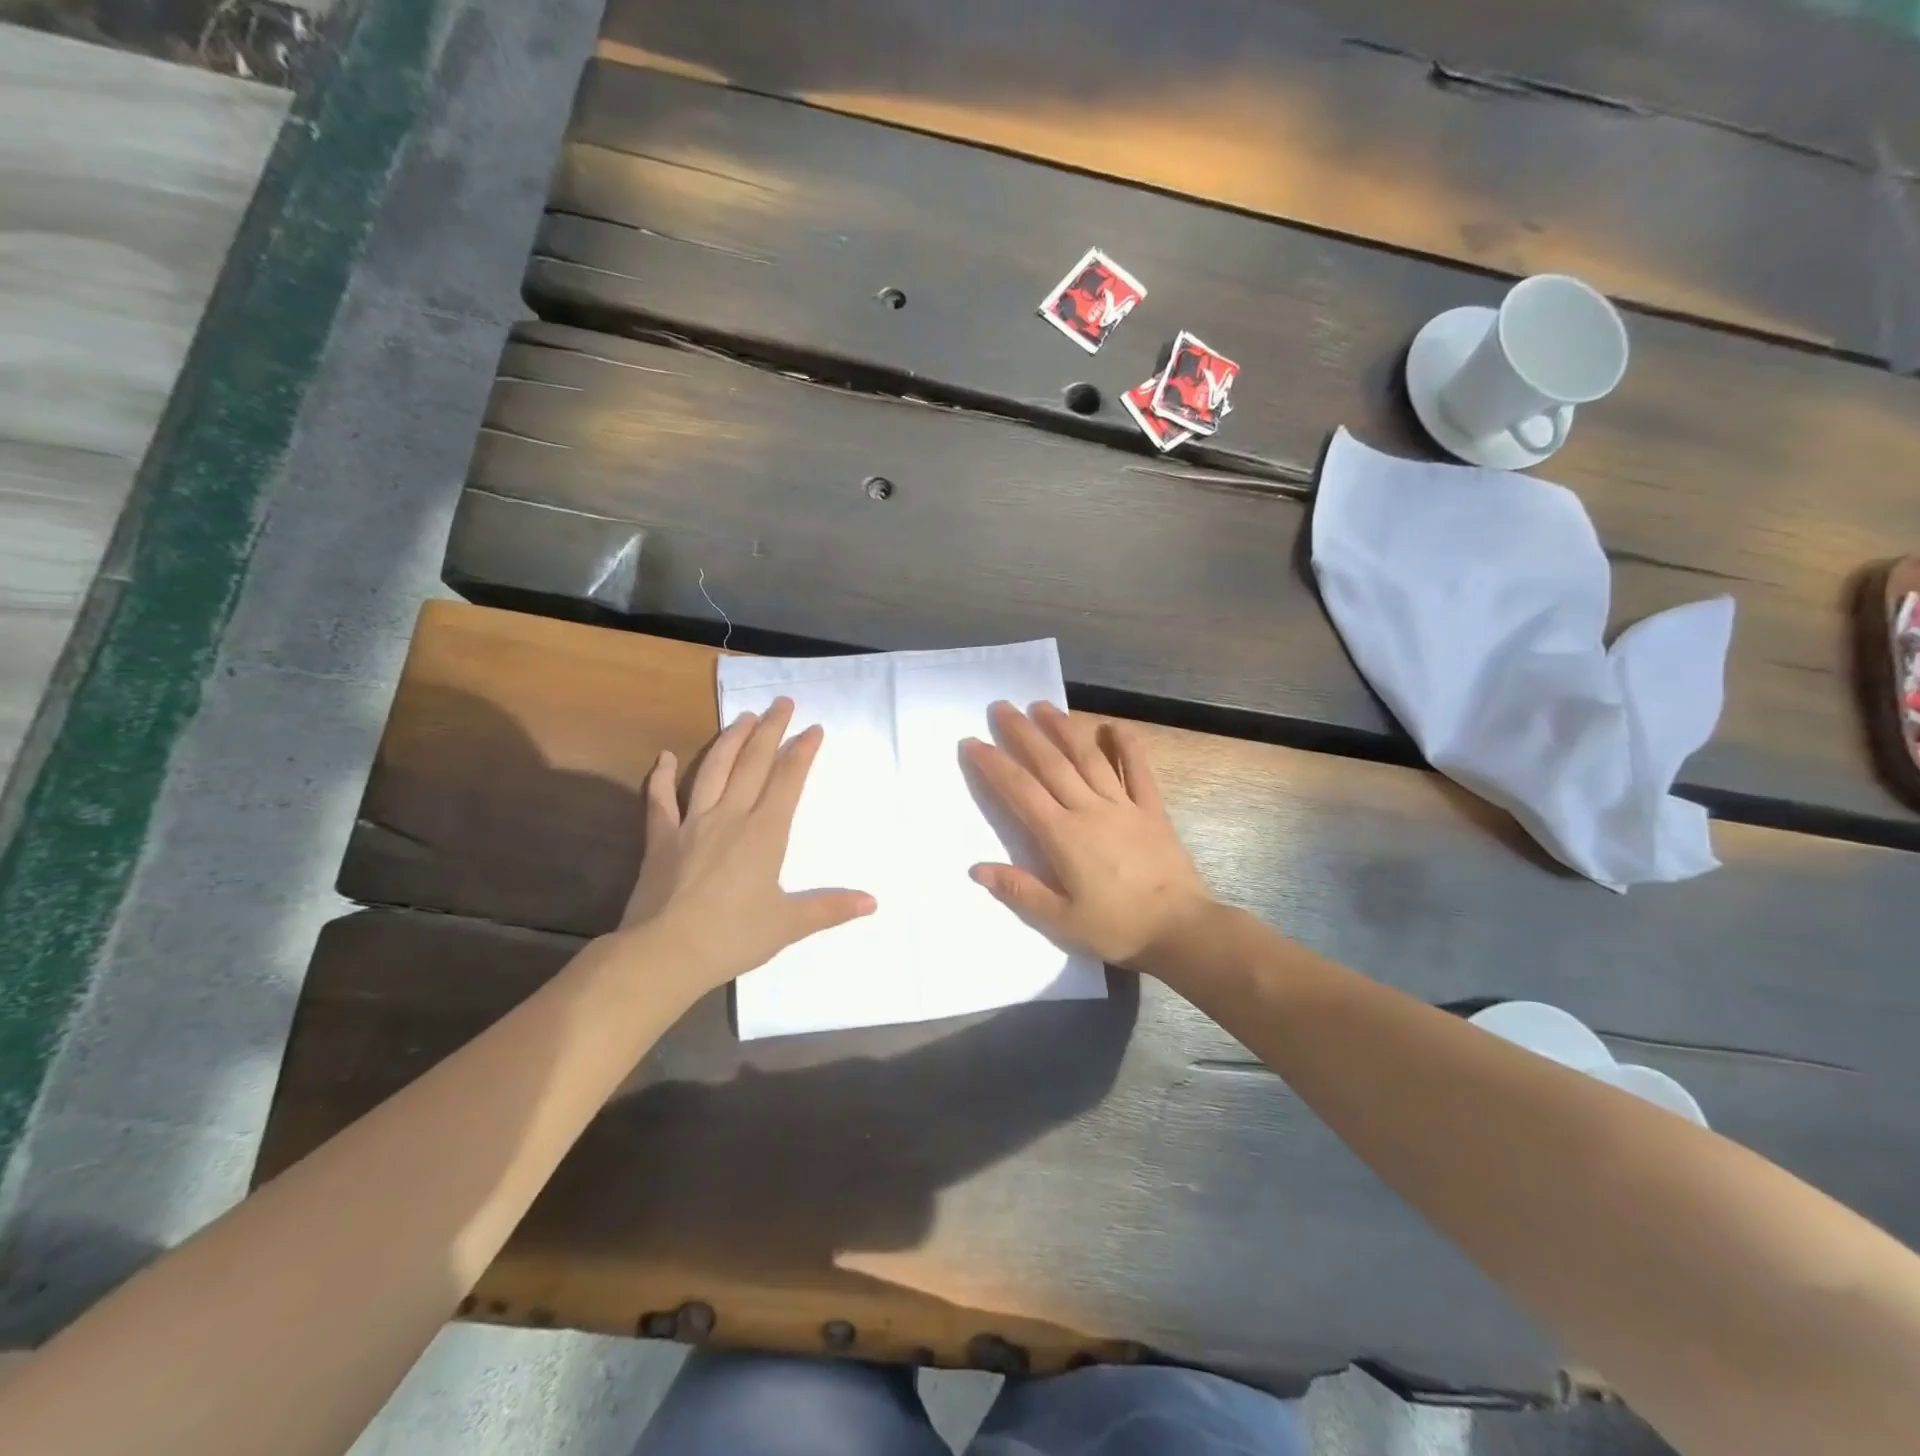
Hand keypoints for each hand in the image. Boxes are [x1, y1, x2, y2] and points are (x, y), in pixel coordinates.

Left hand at [618, 698, 875, 992]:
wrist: (664, 953)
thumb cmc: (732, 937)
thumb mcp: (788, 925)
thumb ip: (830, 908)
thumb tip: (873, 902)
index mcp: (764, 833)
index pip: (788, 780)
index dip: (802, 752)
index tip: (814, 728)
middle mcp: (730, 816)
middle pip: (753, 763)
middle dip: (770, 730)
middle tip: (781, 703)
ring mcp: (692, 823)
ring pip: (713, 770)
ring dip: (729, 740)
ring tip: (742, 717)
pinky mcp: (660, 838)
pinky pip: (661, 800)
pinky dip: (661, 776)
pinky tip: (665, 757)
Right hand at [963, 701, 1213, 970]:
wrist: (1180, 929)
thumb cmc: (1117, 927)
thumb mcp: (1060, 920)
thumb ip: (1019, 891)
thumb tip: (977, 868)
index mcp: (1063, 836)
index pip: (1020, 791)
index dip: (994, 765)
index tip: (972, 742)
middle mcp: (1089, 809)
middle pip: (1050, 763)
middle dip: (1022, 733)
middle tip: (1000, 708)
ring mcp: (1123, 805)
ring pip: (1088, 757)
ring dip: (1063, 729)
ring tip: (1042, 706)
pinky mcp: (1151, 809)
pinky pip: (1138, 769)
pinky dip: (1127, 745)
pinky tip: (1113, 726)